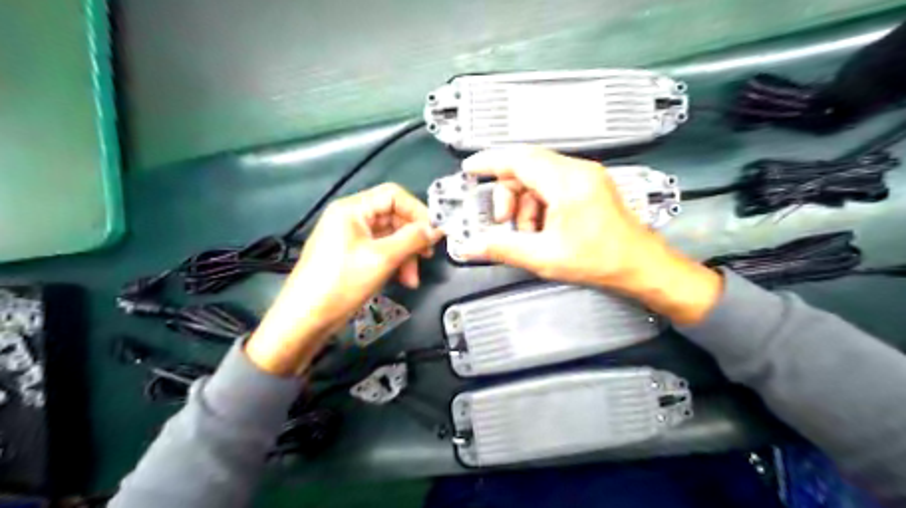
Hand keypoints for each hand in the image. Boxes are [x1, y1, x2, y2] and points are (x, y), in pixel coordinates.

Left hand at [246, 182, 444, 371]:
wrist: (306, 319)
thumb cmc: (342, 282)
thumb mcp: (382, 258)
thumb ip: (412, 239)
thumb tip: (437, 228)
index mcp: (352, 209)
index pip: (394, 195)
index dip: (417, 211)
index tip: (434, 232)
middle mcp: (351, 218)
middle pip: (393, 217)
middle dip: (412, 238)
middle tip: (426, 257)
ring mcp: (351, 238)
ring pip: (390, 237)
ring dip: (406, 255)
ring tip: (412, 279)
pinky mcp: (352, 256)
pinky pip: (381, 251)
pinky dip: (395, 263)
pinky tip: (402, 281)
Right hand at [461, 144, 723, 323]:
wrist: (641, 265)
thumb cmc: (604, 260)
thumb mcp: (544, 257)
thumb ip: (503, 248)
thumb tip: (474, 246)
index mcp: (568, 183)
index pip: (518, 159)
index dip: (490, 162)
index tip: (471, 168)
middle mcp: (578, 172)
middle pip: (526, 167)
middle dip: (507, 194)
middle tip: (504, 220)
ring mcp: (586, 177)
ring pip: (538, 176)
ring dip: (524, 202)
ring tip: (528, 232)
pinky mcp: (589, 186)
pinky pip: (552, 184)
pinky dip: (539, 203)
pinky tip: (542, 228)